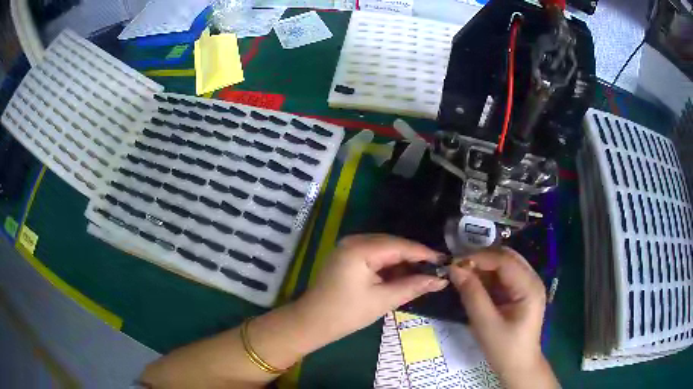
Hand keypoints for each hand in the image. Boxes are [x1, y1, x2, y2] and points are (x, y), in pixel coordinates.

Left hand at [293, 234, 447, 346]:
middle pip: (393, 244)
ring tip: (424, 273)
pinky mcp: (347, 256)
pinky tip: (403, 274)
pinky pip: (374, 255)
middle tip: (437, 269)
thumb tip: (440, 280)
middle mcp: (354, 241)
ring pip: (385, 249)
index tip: (445, 261)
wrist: (312, 323)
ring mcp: (349, 247)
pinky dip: (389, 265)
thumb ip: (413, 286)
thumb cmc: (347, 313)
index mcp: (360, 249)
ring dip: (403, 261)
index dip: (424, 253)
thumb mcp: (383, 300)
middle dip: (415, 257)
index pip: (400, 246)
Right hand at [449, 247, 556, 388]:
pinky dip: (488, 277)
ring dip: (483, 267)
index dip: (479, 257)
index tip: (454, 263)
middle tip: (457, 268)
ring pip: (505, 265)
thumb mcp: (485, 325)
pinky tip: (474, 283)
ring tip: (462, 275)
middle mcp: (532, 280)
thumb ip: (472, 295)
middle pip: (507, 257)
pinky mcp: (521, 293)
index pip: (505, 260)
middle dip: (481, 259)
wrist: (519, 367)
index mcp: (529, 287)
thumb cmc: (505, 349)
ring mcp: (528, 286)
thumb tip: (454, 269)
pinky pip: (504, 277)